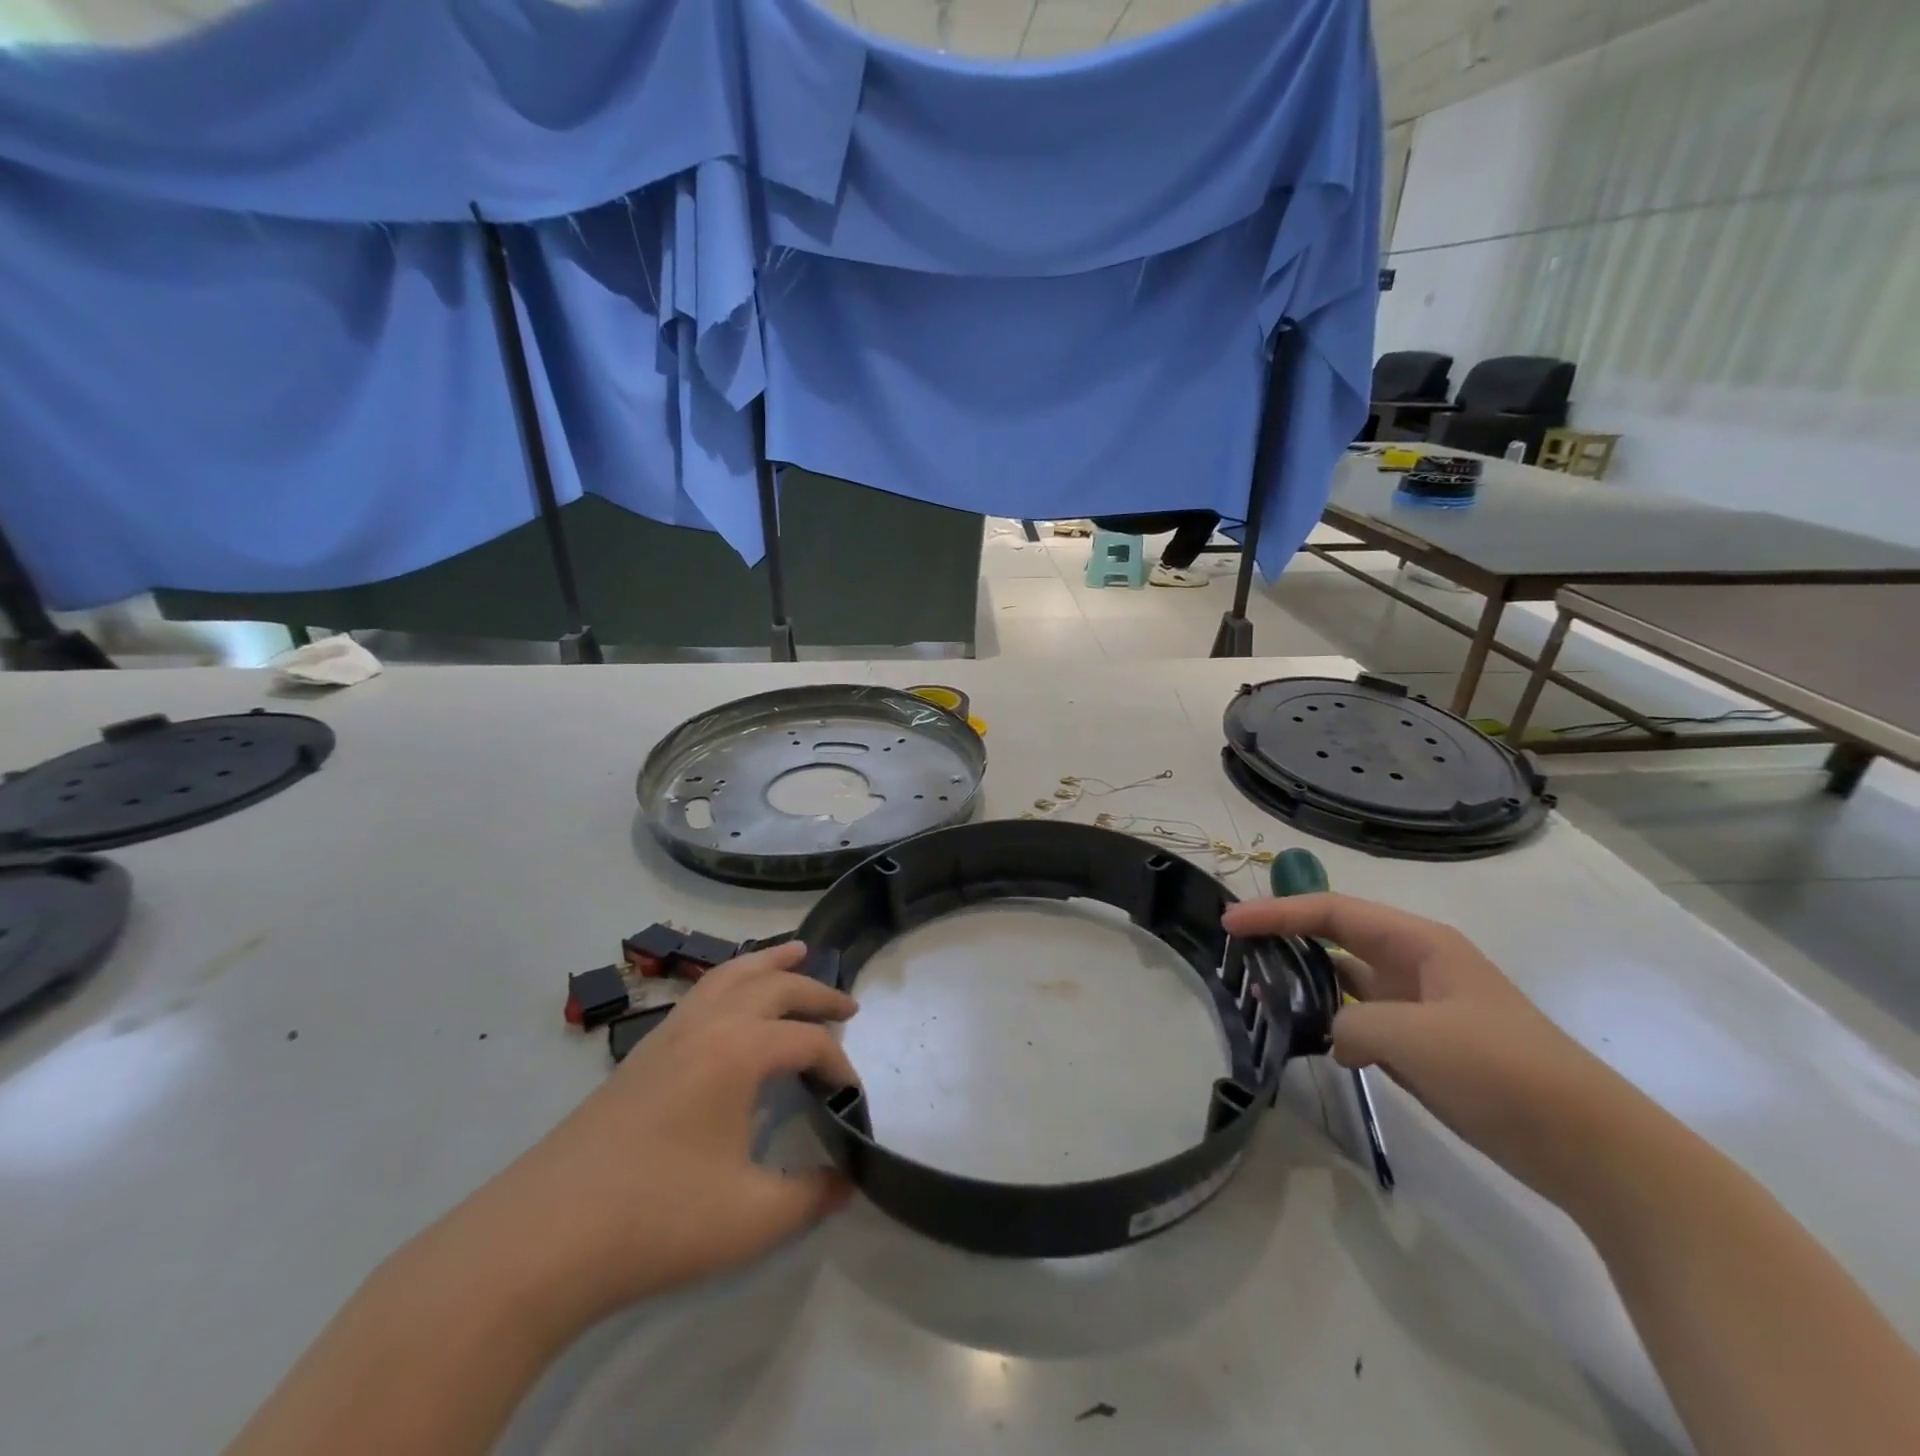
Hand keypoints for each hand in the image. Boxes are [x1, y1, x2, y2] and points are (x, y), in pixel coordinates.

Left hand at [463, 941, 860, 1319]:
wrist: (539, 1240)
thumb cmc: (656, 1221)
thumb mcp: (750, 1219)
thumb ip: (810, 1196)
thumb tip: (848, 1182)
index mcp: (739, 1052)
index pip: (807, 1043)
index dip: (839, 1066)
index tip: (851, 1100)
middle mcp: (707, 1027)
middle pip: (774, 988)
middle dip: (816, 993)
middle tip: (848, 1005)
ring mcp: (669, 1035)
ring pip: (729, 975)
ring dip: (768, 962)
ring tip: (796, 952)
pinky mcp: (641, 1055)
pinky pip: (700, 993)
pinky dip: (730, 979)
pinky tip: (732, 1000)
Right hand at [1223, 892, 1619, 1204]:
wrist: (1590, 1148)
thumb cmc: (1501, 1070)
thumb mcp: (1412, 1037)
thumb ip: (1350, 1022)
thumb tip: (1333, 1037)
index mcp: (1418, 943)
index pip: (1331, 911)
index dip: (1277, 912)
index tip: (1230, 923)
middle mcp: (1416, 964)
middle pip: (1337, 938)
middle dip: (1287, 940)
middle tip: (1239, 954)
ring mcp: (1422, 1007)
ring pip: (1347, 982)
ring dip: (1307, 986)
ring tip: (1263, 999)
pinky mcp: (1425, 1047)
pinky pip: (1363, 1022)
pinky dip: (1332, 1025)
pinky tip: (1313, 1044)